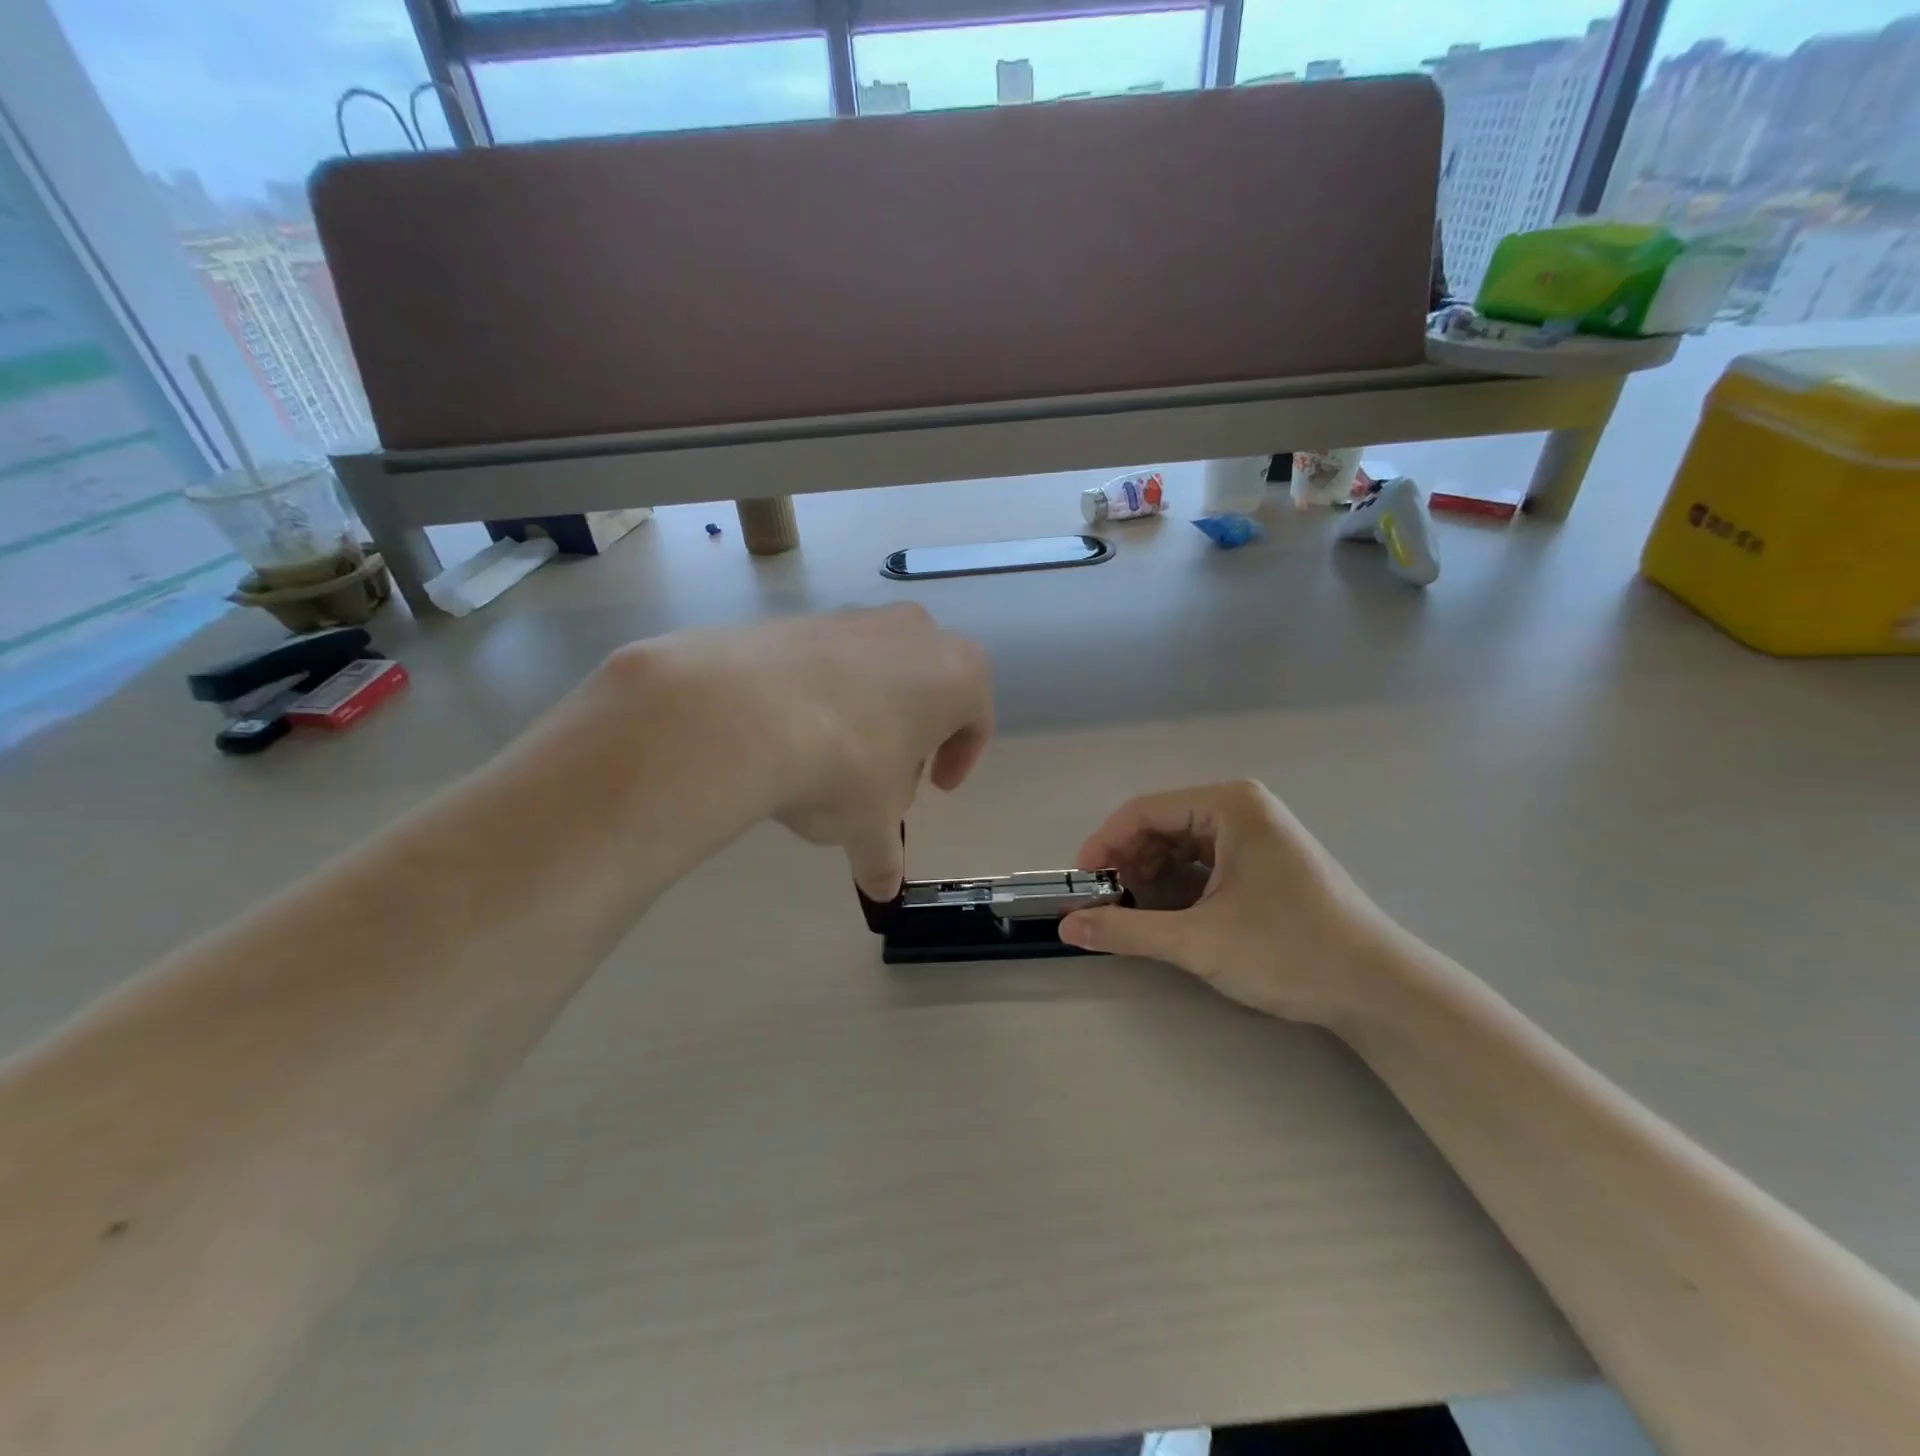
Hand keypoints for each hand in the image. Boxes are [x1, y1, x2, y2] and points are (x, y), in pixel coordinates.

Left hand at [632, 605, 992, 898]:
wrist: (744, 712)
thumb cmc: (845, 766)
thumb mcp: (871, 823)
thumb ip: (884, 856)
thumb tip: (883, 892)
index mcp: (958, 674)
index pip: (975, 720)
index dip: (960, 759)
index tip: (936, 788)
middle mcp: (916, 632)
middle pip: (927, 689)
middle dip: (912, 734)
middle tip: (887, 776)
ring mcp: (857, 617)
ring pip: (878, 670)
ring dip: (868, 711)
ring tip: (835, 756)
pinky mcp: (803, 618)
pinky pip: (828, 661)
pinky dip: (822, 693)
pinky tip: (794, 729)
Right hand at [1059, 780, 1394, 1025]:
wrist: (1379, 990)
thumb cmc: (1289, 951)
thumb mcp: (1198, 941)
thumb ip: (1127, 930)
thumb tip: (1066, 928)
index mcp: (1229, 805)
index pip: (1143, 811)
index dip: (1104, 845)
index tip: (1081, 885)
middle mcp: (1242, 807)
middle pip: (1161, 825)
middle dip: (1128, 863)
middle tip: (1107, 904)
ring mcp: (1257, 833)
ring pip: (1181, 844)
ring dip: (1151, 875)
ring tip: (1135, 913)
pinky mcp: (1265, 860)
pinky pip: (1205, 861)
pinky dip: (1179, 884)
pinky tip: (1171, 915)